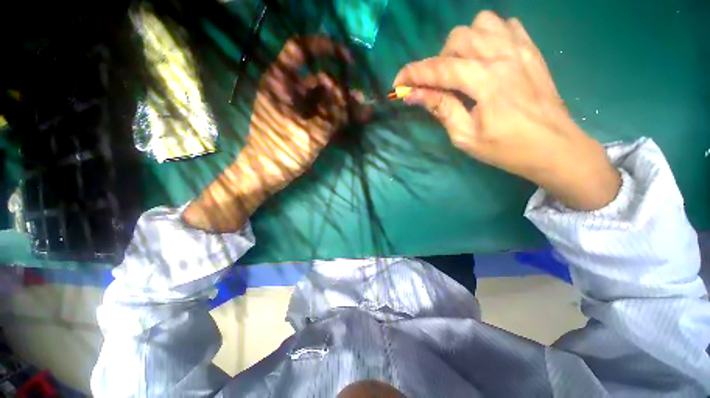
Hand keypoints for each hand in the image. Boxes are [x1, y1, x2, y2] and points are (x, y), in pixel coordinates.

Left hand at [184, 36, 366, 231]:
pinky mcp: (301, 121)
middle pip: (319, 80)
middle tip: (361, 101)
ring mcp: (295, 107)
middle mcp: (288, 90)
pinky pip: (321, 113)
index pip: (301, 49)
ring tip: (363, 113)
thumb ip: (334, 113)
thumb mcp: (311, 133)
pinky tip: (352, 121)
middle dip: (342, 89)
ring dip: (342, 105)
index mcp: (281, 83)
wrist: (266, 174)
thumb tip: (354, 95)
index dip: (325, 48)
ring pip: (323, 98)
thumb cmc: (282, 152)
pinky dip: (336, 116)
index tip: (348, 61)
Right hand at [393, 11, 619, 210]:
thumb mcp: (466, 137)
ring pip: (481, 23)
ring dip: (463, 45)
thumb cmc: (507, 149)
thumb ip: (441, 109)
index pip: (440, 68)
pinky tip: (487, 58)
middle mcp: (503, 56)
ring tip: (463, 69)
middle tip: (439, 85)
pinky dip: (488, 36)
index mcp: (486, 82)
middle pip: (458, 38)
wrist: (555, 147)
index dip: (413, 74)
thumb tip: (413, 95)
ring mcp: (521, 48)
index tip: (398, 82)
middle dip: (439, 61)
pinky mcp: (531, 50)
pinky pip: (505, 25)